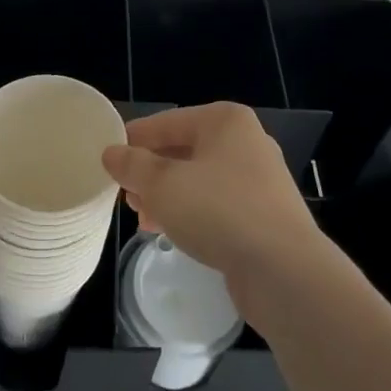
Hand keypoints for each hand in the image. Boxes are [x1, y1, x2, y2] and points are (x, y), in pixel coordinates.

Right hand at [103, 103, 323, 289]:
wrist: (284, 269)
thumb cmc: (219, 211)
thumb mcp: (163, 185)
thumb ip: (133, 166)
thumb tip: (112, 153)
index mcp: (224, 120)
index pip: (167, 122)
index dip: (133, 140)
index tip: (107, 160)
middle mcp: (246, 141)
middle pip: (183, 150)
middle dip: (151, 173)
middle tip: (125, 196)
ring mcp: (259, 178)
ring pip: (199, 179)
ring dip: (168, 196)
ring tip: (143, 219)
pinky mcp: (264, 212)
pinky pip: (217, 203)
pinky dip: (192, 212)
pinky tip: (171, 232)